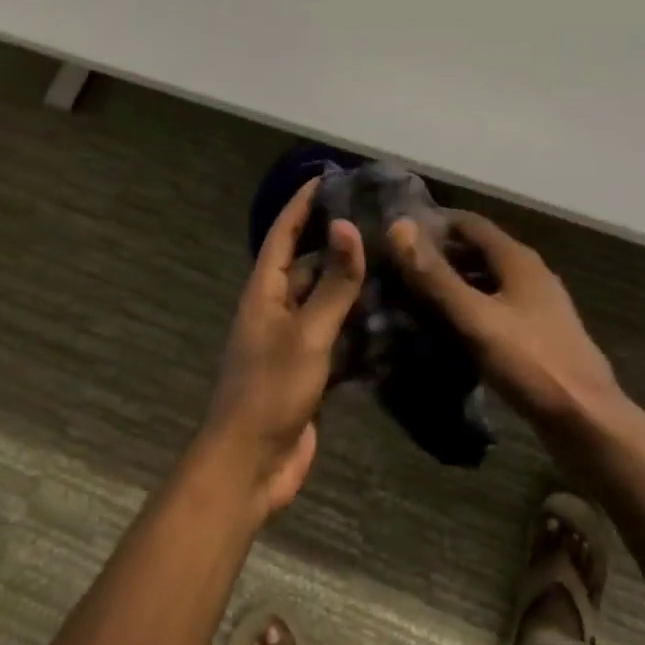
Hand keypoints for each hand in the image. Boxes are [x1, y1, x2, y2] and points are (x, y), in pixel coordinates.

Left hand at [202, 179, 365, 516]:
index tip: (328, 177)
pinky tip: (391, 318)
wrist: (250, 467)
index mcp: (265, 291)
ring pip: (326, 300)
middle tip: (380, 222)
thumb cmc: (271, 390)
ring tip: (394, 263)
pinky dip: (359, 326)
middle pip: (309, 264)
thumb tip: (348, 226)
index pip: (284, 233)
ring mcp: (293, 340)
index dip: (302, 204)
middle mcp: (277, 308)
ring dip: (353, 285)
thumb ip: (333, 283)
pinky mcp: (309, 370)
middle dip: (338, 243)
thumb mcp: (307, 333)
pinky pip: (336, 336)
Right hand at [391, 212, 624, 444]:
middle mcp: (529, 274)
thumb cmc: (530, 364)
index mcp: (518, 259)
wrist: (588, 423)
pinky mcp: (538, 336)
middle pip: (478, 250)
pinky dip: (469, 310)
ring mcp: (537, 306)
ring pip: (487, 281)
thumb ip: (435, 276)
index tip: (397, 236)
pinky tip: (447, 331)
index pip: (468, 222)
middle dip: (440, 255)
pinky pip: (495, 309)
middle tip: (398, 270)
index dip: (433, 223)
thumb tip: (398, 226)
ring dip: (453, 284)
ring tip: (414, 300)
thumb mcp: (475, 318)